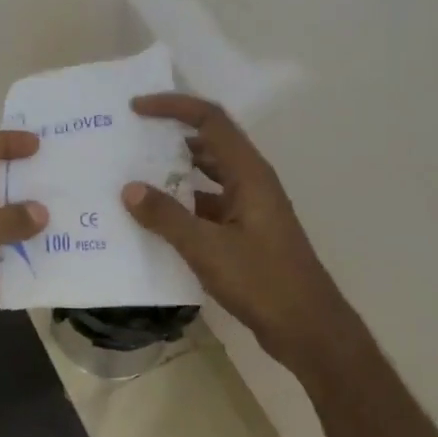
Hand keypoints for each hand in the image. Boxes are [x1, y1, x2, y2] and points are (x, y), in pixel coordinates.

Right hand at [122, 95, 352, 367]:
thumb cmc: (263, 281)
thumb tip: (129, 189)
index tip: (137, 109)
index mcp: (249, 174)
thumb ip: (166, 217)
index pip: (211, 121)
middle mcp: (251, 183)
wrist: (308, 329)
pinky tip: (153, 220)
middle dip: (170, 137)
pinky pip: (207, 207)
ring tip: (133, 176)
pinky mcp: (244, 234)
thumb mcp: (207, 248)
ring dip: (174, 174)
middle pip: (209, 144)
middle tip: (130, 140)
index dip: (174, 108)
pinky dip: (181, 206)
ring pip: (207, 178)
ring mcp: (249, 209)